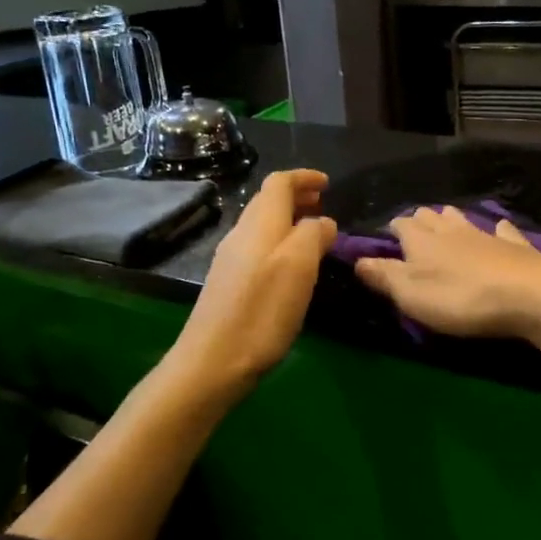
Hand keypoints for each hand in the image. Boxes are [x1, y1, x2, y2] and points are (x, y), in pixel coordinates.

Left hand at [172, 169, 335, 387]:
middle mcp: (241, 234)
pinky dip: (279, 242)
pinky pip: (257, 247)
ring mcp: (231, 259)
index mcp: (260, 224)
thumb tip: (322, 221)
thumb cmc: (261, 311)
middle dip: (297, 197)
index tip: (327, 183)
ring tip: (313, 233)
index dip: (303, 178)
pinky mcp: (229, 283)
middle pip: (268, 201)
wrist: (212, 361)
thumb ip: (313, 234)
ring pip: (262, 225)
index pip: (279, 183)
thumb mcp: (298, 267)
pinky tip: (292, 266)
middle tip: (324, 204)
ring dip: (288, 220)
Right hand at [352, 205, 540, 338]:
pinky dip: (497, 230)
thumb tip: (357, 260)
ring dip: (451, 220)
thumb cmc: (461, 298)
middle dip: (420, 220)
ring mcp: (486, 235)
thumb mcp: (412, 294)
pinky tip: (499, 229)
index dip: (393, 230)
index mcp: (422, 242)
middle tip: (414, 230)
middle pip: (431, 217)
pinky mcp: (516, 247)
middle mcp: (451, 231)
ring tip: (445, 223)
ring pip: (462, 219)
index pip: (401, 226)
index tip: (387, 237)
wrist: (529, 295)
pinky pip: (503, 231)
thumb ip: (384, 277)